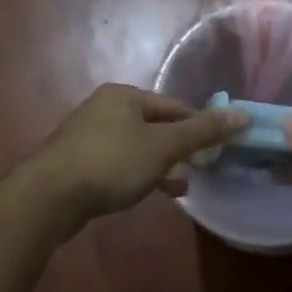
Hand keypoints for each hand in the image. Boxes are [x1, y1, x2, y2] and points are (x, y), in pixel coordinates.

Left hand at [34, 85, 245, 224]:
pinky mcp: (78, 162)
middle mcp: (105, 107)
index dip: (197, 126)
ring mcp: (88, 135)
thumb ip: (202, 132)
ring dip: (159, 166)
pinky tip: (143, 194)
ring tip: (177, 190)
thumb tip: (243, 114)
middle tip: (197, 173)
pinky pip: (118, 163)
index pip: (173, 106)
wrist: (48, 196)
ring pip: (137, 147)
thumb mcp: (162, 146)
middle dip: (178, 150)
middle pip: (155, 126)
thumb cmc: (111, 162)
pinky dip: (136, 175)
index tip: (215, 151)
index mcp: (125, 95)